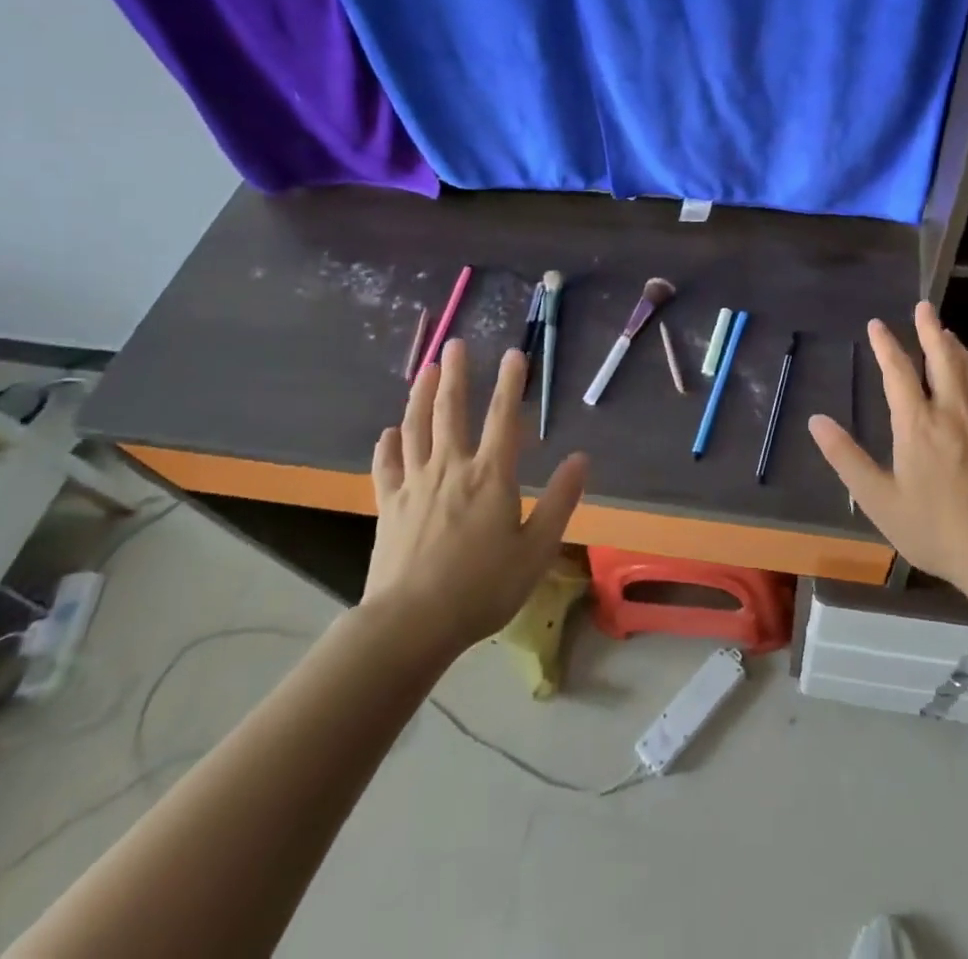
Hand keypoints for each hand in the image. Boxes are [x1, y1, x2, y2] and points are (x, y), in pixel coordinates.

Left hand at [365, 339, 586, 649]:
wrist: (411, 624)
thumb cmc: (482, 588)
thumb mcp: (536, 549)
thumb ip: (560, 500)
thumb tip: (581, 458)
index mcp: (491, 476)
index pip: (503, 417)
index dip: (510, 383)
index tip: (514, 353)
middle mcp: (451, 468)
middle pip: (451, 411)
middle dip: (455, 374)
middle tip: (454, 343)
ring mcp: (414, 485)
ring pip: (415, 428)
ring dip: (420, 396)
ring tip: (424, 369)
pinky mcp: (388, 506)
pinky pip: (386, 466)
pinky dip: (387, 445)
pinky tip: (388, 432)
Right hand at [809, 302, 967, 593]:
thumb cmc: (934, 528)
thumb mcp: (878, 499)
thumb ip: (846, 458)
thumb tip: (816, 421)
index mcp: (918, 423)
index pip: (898, 371)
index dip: (886, 345)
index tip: (877, 324)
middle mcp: (952, 410)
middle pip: (942, 357)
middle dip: (930, 329)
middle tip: (924, 306)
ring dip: (955, 346)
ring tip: (947, 333)